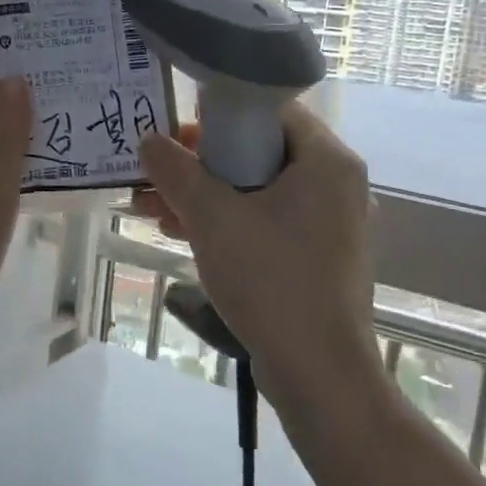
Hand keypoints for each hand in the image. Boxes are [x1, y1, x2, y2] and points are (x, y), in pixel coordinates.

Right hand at [133, 102, 375, 391]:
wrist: (319, 374)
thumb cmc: (271, 280)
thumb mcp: (213, 219)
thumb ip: (177, 171)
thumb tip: (148, 140)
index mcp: (327, 160)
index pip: (270, 110)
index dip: (218, 116)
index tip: (176, 135)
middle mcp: (337, 184)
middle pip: (260, 151)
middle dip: (201, 163)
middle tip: (158, 173)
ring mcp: (331, 223)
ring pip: (259, 190)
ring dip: (206, 195)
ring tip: (153, 208)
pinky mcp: (319, 256)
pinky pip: (268, 221)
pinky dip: (228, 222)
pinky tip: (181, 234)